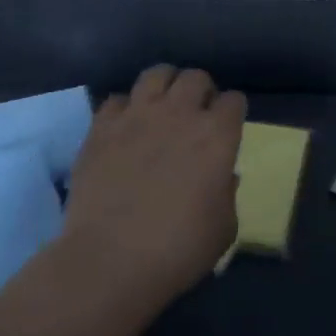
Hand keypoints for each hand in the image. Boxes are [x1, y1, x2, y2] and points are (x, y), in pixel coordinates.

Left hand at [60, 64, 245, 306]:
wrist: (110, 261)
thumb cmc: (178, 249)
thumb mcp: (224, 228)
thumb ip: (227, 193)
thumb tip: (222, 176)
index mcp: (217, 135)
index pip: (234, 100)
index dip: (232, 113)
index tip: (228, 128)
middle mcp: (179, 114)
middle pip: (196, 77)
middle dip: (201, 91)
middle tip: (196, 115)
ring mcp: (137, 116)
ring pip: (156, 74)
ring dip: (164, 86)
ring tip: (161, 107)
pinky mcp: (101, 128)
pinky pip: (116, 100)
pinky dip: (124, 109)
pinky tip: (124, 128)